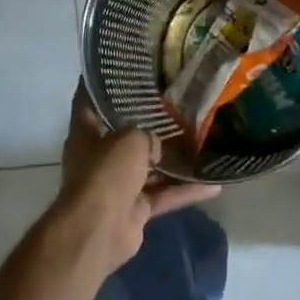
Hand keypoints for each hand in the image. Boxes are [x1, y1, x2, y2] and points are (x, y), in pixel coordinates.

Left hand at [50, 84, 219, 270]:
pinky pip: (163, 195)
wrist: (99, 230)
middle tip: (176, 105)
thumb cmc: (106, 173)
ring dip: (172, 161)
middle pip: (125, 135)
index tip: (122, 69)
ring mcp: (117, 185)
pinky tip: (213, 185)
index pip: (90, 101)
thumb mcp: (130, 139)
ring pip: (149, 168)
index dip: (102, 84)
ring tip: (201, 143)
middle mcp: (99, 157)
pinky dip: (184, 191)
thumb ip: (146, 134)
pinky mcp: (135, 210)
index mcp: (86, 134)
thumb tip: (155, 146)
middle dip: (148, 124)